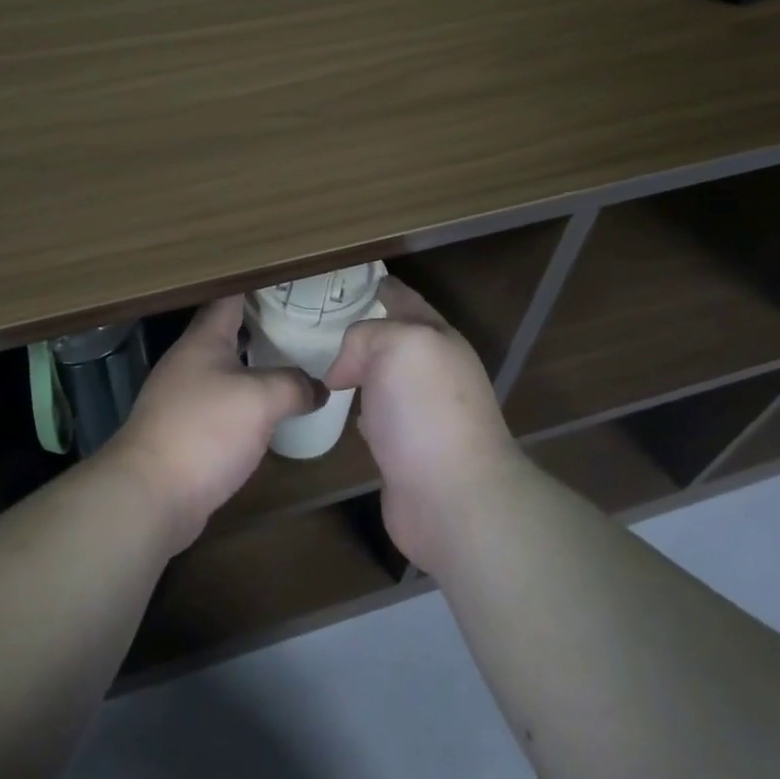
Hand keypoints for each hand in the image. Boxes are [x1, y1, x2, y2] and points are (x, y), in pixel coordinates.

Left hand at [104, 298, 322, 551]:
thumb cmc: (204, 430)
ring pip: (226, 369)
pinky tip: (271, 411)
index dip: (257, 284)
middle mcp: (189, 361)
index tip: (289, 279)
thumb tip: (319, 388)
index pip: (230, 297)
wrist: (151, 494)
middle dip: (263, 324)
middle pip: (228, 332)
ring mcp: (183, 396)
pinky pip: (223, 403)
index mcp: (203, 340)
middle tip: (304, 321)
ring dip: (256, 364)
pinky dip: (247, 400)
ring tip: (295, 362)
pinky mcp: (185, 430)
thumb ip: (294, 385)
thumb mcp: (260, 400)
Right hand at [322, 278, 522, 569]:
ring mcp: (421, 413)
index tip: (360, 280)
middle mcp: (433, 372)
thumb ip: (366, 336)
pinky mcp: (405, 450)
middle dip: (368, 328)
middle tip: (326, 321)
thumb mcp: (398, 346)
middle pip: (396, 340)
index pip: (407, 302)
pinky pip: (377, 415)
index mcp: (438, 340)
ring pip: (384, 378)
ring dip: (362, 369)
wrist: (453, 498)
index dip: (385, 288)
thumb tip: (344, 370)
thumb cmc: (426, 411)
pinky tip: (345, 410)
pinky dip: (361, 408)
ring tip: (328, 362)